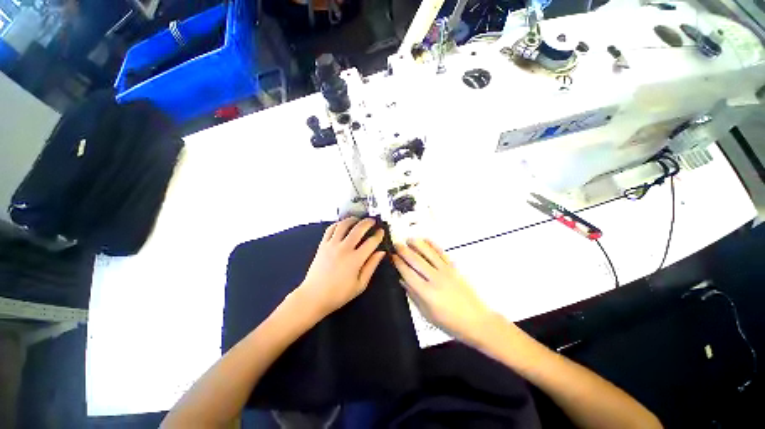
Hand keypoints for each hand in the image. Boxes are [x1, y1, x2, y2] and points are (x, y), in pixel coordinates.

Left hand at [297, 218, 385, 318]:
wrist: (314, 296)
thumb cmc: (339, 294)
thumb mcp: (360, 284)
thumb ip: (371, 266)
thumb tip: (381, 252)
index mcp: (355, 259)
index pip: (371, 242)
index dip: (378, 235)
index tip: (381, 231)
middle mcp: (344, 248)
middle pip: (358, 229)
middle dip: (368, 223)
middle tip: (373, 221)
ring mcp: (332, 245)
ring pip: (343, 225)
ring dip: (352, 220)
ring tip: (358, 220)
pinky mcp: (322, 245)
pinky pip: (330, 229)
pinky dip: (338, 224)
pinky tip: (342, 225)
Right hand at [392, 239, 492, 344]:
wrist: (476, 321)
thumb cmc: (449, 322)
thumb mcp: (427, 313)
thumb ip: (413, 295)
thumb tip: (402, 279)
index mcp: (427, 293)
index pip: (408, 273)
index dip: (398, 263)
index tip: (392, 256)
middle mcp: (435, 279)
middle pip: (416, 261)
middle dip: (404, 251)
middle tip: (396, 245)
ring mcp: (446, 272)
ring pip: (429, 253)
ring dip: (417, 244)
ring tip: (408, 239)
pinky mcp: (454, 269)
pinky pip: (442, 253)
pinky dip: (433, 245)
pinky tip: (426, 240)